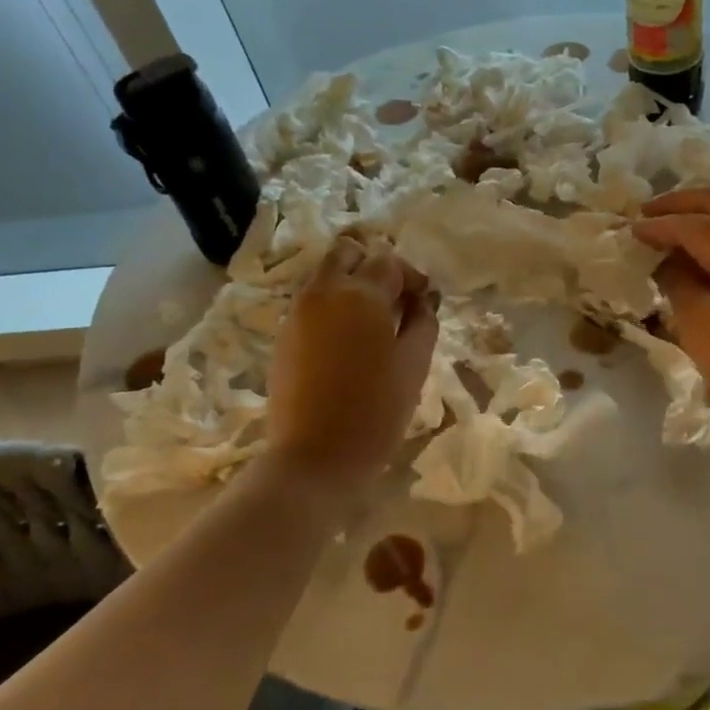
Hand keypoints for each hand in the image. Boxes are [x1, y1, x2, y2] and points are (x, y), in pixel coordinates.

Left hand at [266, 239, 439, 486]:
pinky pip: (311, 302)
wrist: (314, 458)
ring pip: (325, 275)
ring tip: (373, 323)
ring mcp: (298, 312)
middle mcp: (323, 291)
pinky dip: (333, 306)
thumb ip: (423, 322)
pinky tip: (349, 342)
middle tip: (395, 301)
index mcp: (360, 294)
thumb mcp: (414, 365)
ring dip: (351, 284)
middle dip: (374, 266)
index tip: (425, 302)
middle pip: (347, 252)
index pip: (388, 260)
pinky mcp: (284, 336)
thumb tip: (422, 300)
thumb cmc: (375, 411)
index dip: (412, 276)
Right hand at [632, 187, 709, 443]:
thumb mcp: (696, 322)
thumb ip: (676, 282)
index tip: (628, 229)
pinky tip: (696, 251)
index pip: (691, 224)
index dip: (657, 226)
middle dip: (681, 202)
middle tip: (648, 211)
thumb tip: (665, 261)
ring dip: (702, 215)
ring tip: (668, 227)